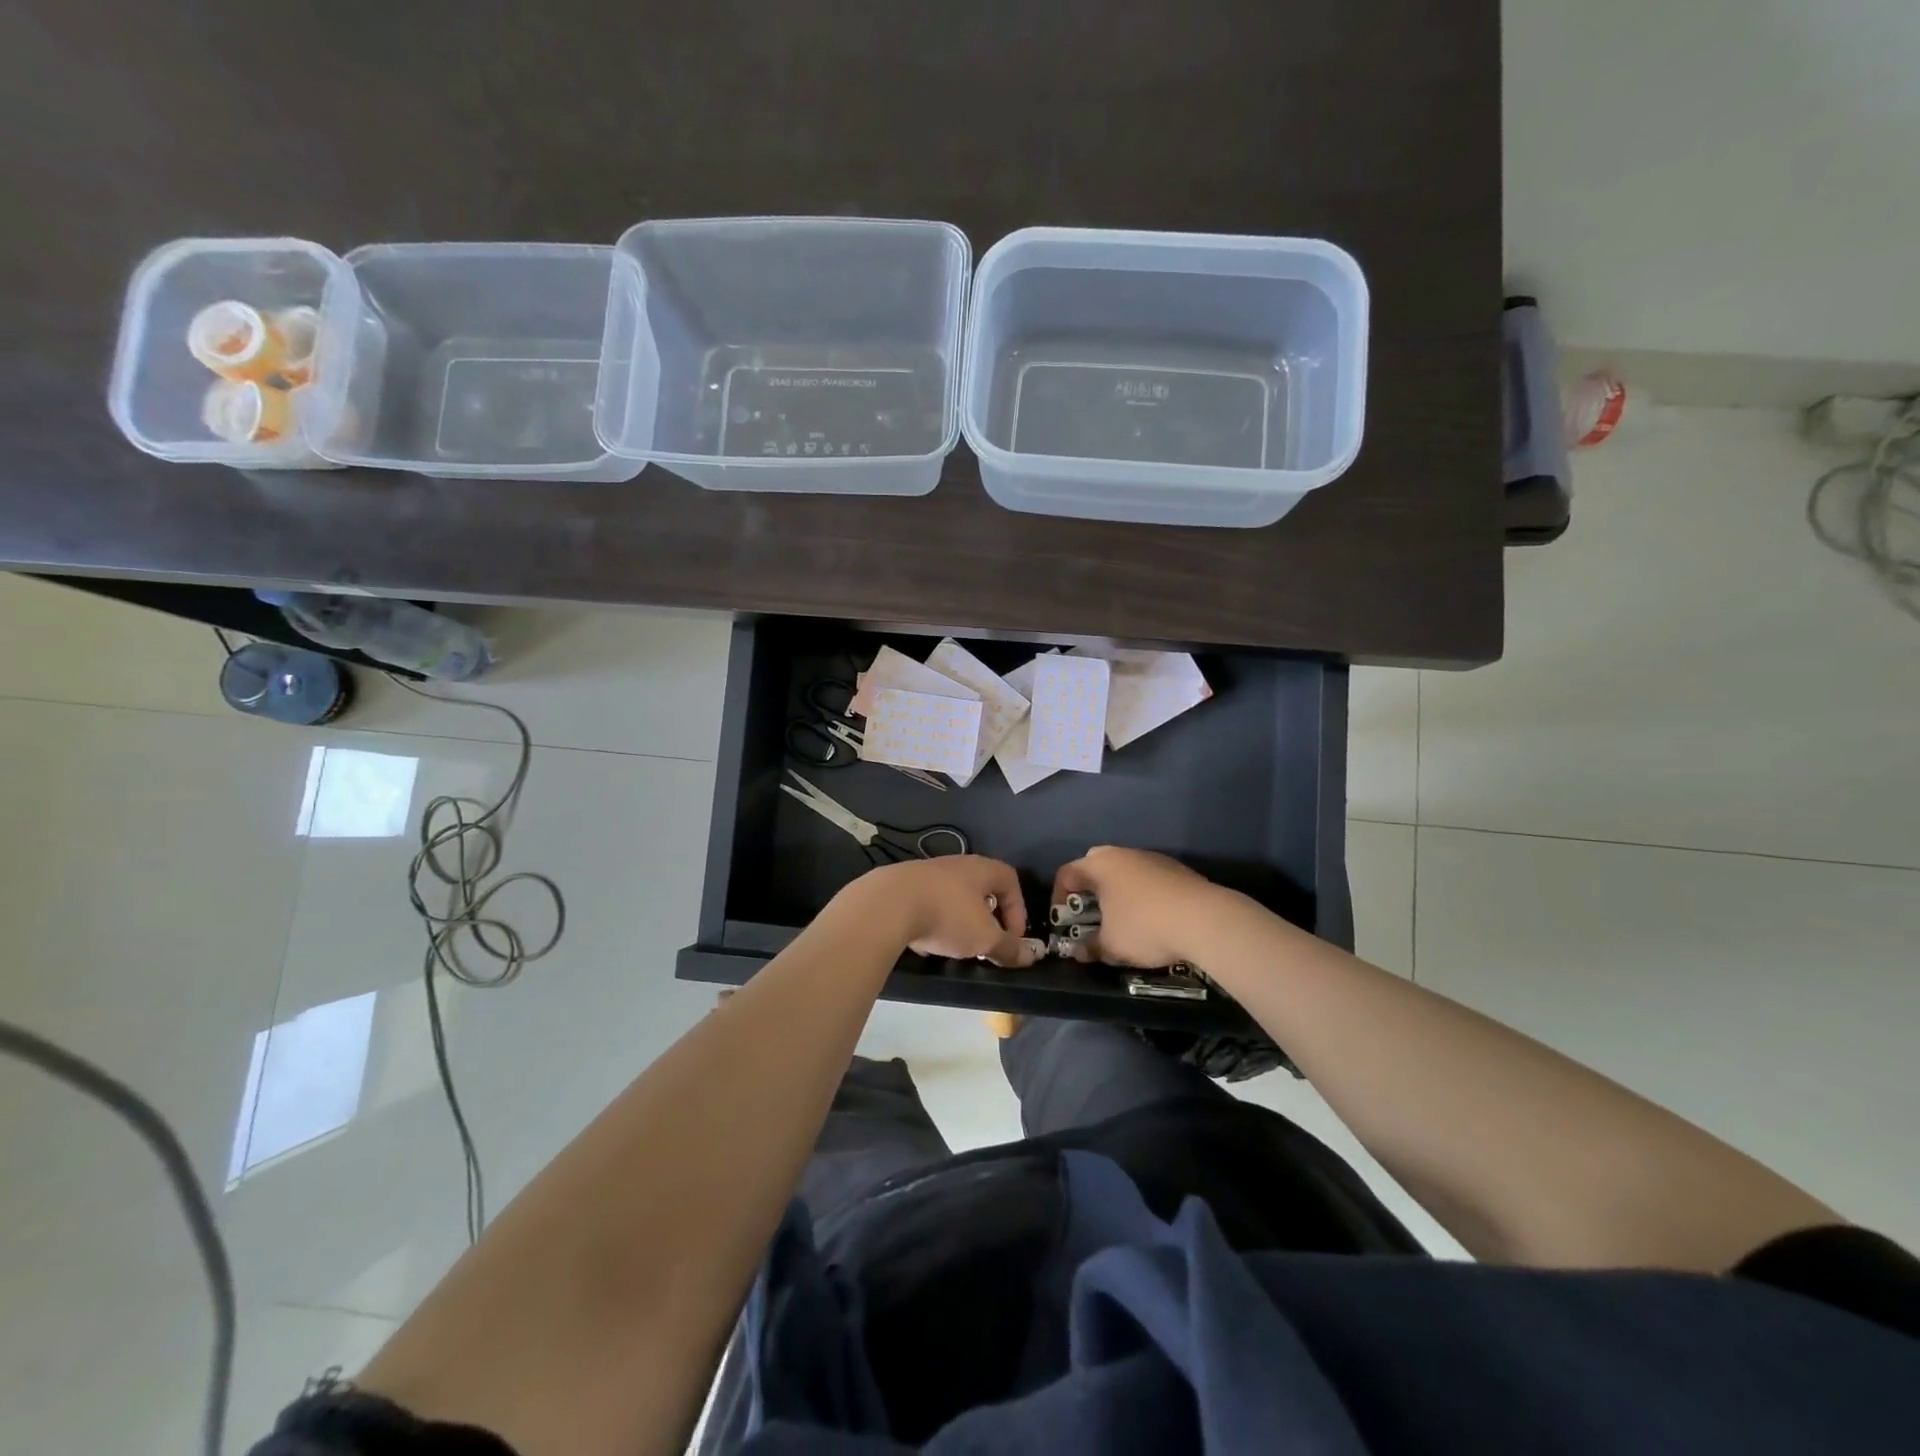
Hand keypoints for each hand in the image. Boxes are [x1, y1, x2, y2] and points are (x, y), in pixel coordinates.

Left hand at [843, 856, 1042, 967]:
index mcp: (980, 869)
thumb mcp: (985, 937)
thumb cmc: (948, 915)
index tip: (1012, 937)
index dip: (1018, 908)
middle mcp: (955, 864)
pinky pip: (927, 902)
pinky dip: (933, 921)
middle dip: (988, 917)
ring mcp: (926, 872)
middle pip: (981, 887)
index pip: (1010, 879)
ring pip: (953, 896)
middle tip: (986, 942)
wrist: (888, 904)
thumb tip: (1030, 957)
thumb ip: (1008, 947)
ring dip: (960, 920)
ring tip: (956, 945)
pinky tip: (926, 941)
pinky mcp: (902, 886)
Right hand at [1051, 847, 1217, 968]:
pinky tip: (1151, 918)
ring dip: (1116, 891)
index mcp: (1100, 865)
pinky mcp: (1176, 869)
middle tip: (1088, 914)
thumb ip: (1090, 947)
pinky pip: (1147, 878)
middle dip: (1087, 889)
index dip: (1058, 898)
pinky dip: (1141, 894)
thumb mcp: (1111, 945)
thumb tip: (1078, 952)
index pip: (1066, 873)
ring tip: (1121, 919)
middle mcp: (1123, 854)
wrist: (1205, 919)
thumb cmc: (1145, 927)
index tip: (1063, 922)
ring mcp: (1152, 858)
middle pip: (1094, 865)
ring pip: (1124, 870)